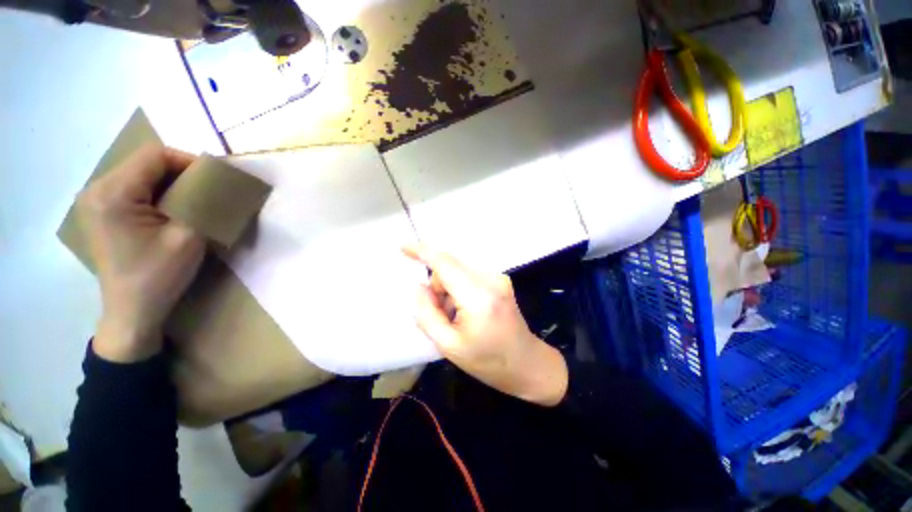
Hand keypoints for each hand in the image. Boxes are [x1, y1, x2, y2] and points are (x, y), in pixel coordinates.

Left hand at [77, 144, 204, 361]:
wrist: (132, 311)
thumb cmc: (159, 276)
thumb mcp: (190, 236)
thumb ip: (204, 204)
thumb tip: (222, 183)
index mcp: (113, 193)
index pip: (155, 155)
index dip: (190, 161)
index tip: (216, 179)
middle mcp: (96, 189)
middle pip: (145, 162)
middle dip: (181, 173)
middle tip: (208, 192)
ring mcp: (94, 200)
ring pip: (140, 174)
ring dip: (170, 183)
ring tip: (192, 202)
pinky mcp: (100, 212)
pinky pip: (132, 188)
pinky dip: (157, 193)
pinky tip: (170, 211)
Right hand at [404, 244, 568, 405]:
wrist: (527, 364)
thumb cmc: (488, 362)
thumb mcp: (448, 346)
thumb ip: (427, 314)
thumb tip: (419, 287)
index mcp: (478, 297)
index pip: (445, 264)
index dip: (422, 252)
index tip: (402, 247)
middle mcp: (491, 279)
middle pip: (450, 266)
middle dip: (437, 285)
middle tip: (440, 314)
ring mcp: (499, 277)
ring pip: (458, 270)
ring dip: (449, 288)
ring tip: (456, 316)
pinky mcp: (501, 280)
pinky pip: (469, 275)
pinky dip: (460, 288)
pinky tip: (467, 310)